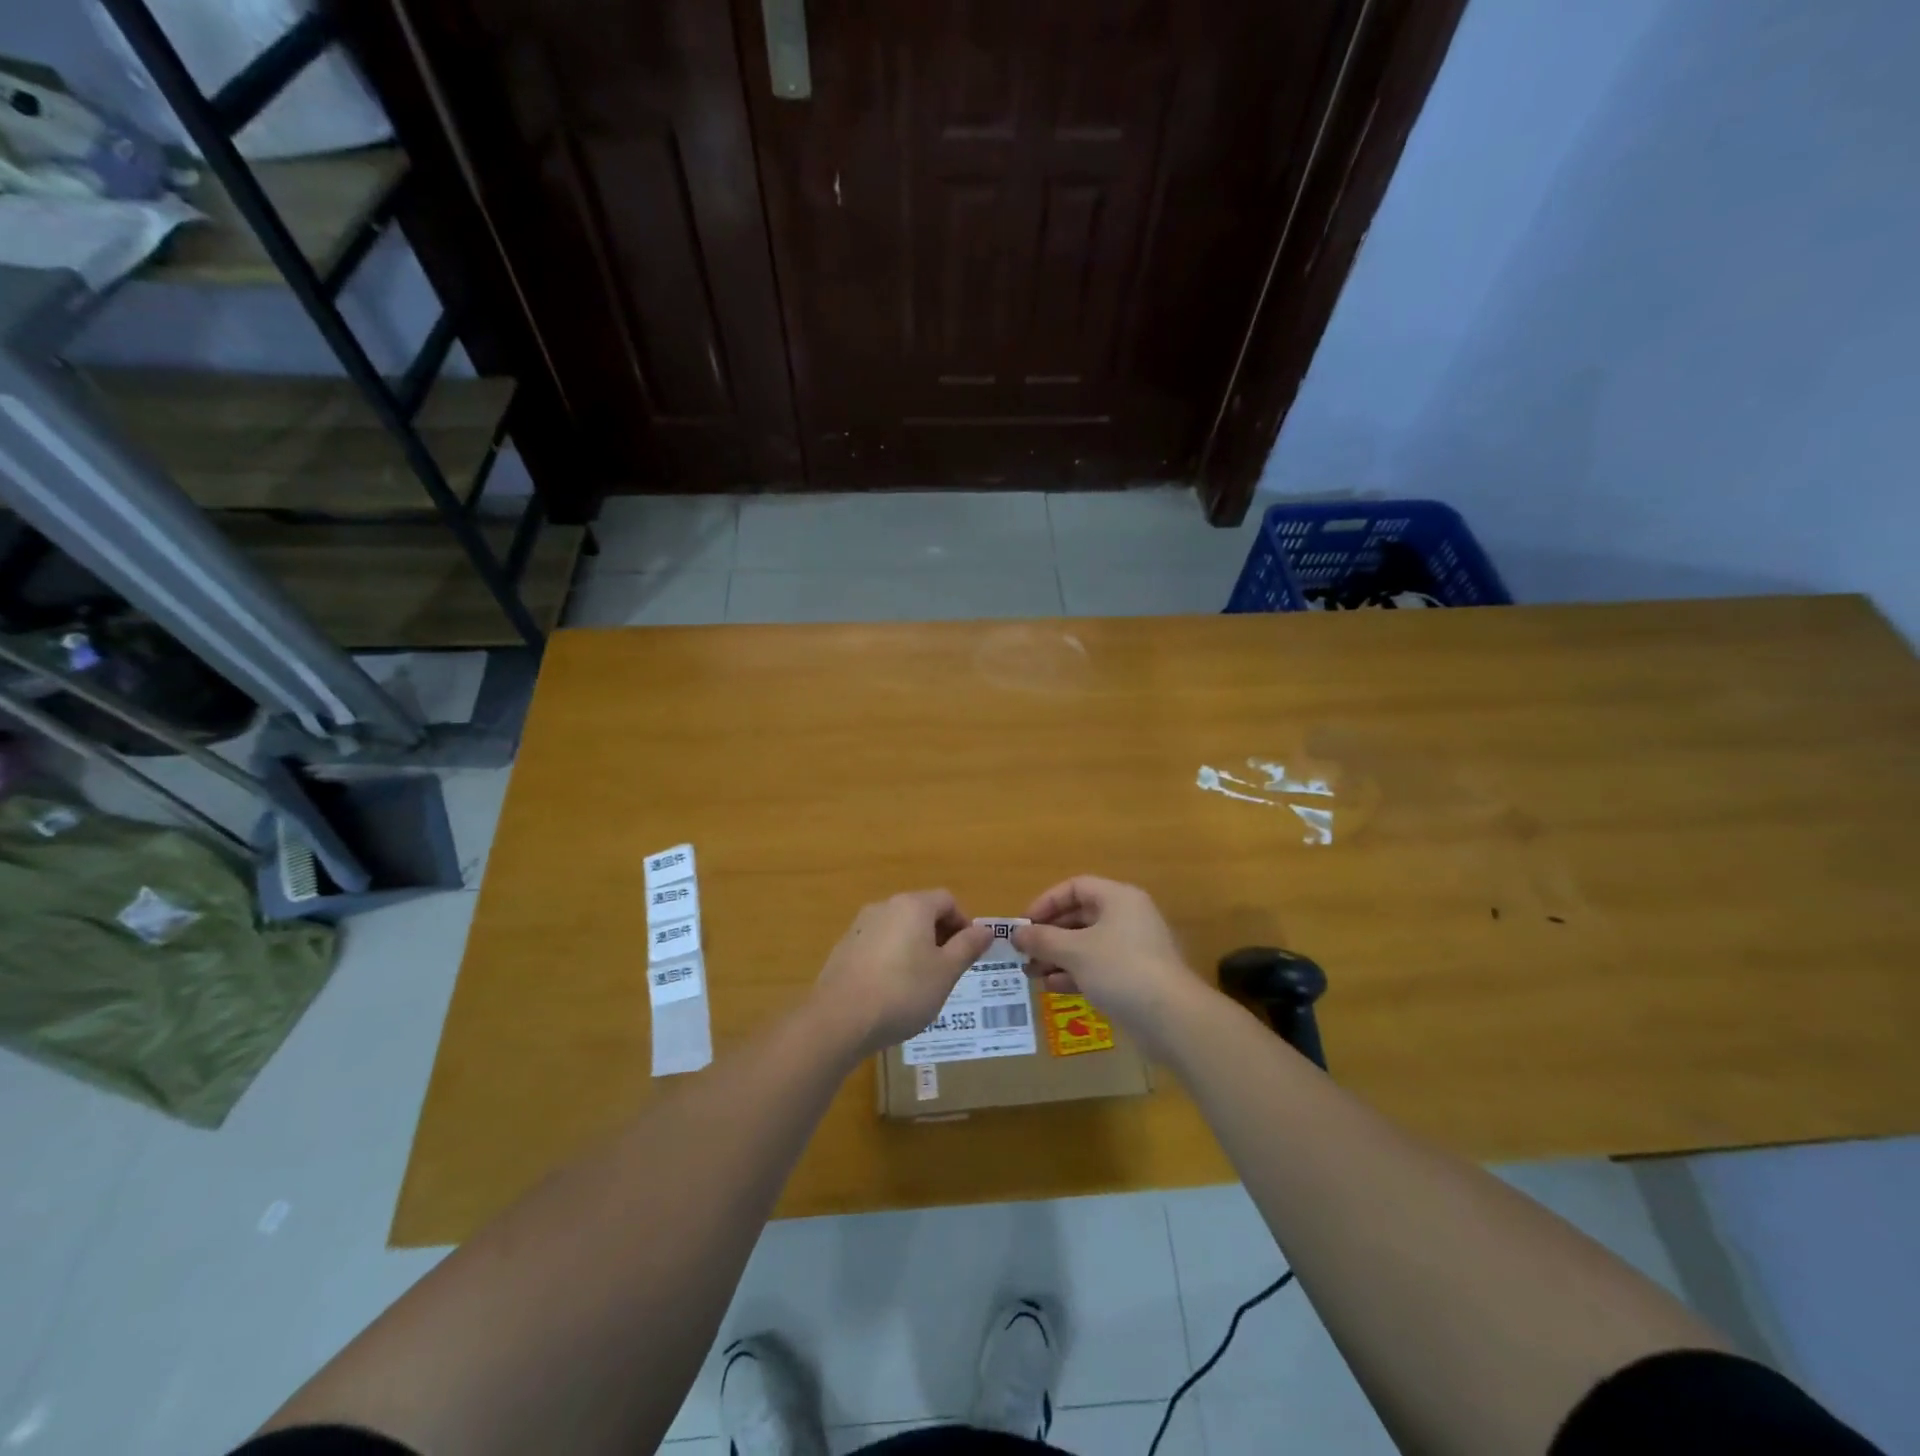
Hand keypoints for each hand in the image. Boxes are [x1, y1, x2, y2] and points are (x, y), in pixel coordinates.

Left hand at [810, 890, 993, 1055]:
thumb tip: (986, 929)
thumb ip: (968, 947)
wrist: (840, 1019)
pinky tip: (891, 990)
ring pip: (899, 928)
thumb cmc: (903, 992)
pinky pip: (878, 944)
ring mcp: (860, 926)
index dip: (964, 923)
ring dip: (915, 947)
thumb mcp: (946, 972)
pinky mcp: (844, 948)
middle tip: (948, 970)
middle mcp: (885, 906)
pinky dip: (892, 958)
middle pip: (921, 911)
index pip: (947, 900)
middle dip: (940, 936)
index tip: (968, 953)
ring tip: (921, 983)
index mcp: (913, 906)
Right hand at [1012, 876, 1204, 1049]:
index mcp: (1118, 898)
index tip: (1024, 924)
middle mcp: (1127, 917)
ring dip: (1057, 956)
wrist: (1171, 1018)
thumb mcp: (1075, 951)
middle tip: (1023, 952)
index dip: (1046, 902)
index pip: (1075, 887)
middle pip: (1080, 917)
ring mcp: (1133, 948)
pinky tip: (1052, 987)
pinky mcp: (1135, 977)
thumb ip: (1043, 939)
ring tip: (1031, 973)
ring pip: (1087, 944)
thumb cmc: (1120, 969)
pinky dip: (1075, 973)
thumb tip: (1016, 933)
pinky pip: (1098, 966)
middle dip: (1049, 934)